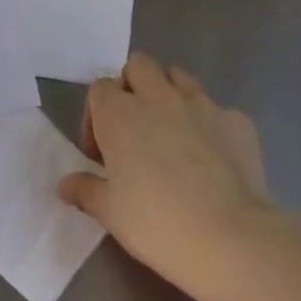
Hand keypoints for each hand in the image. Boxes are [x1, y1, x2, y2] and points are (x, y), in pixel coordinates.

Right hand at [57, 53, 283, 300]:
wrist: (228, 237)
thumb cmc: (156, 224)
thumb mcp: (109, 213)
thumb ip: (84, 190)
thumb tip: (64, 184)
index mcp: (121, 114)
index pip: (99, 87)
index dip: (96, 115)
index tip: (102, 153)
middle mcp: (159, 97)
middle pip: (139, 64)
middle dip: (132, 86)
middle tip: (135, 129)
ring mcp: (202, 103)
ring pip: (179, 76)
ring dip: (169, 95)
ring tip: (173, 135)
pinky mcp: (236, 118)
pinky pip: (216, 110)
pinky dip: (208, 125)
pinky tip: (212, 159)